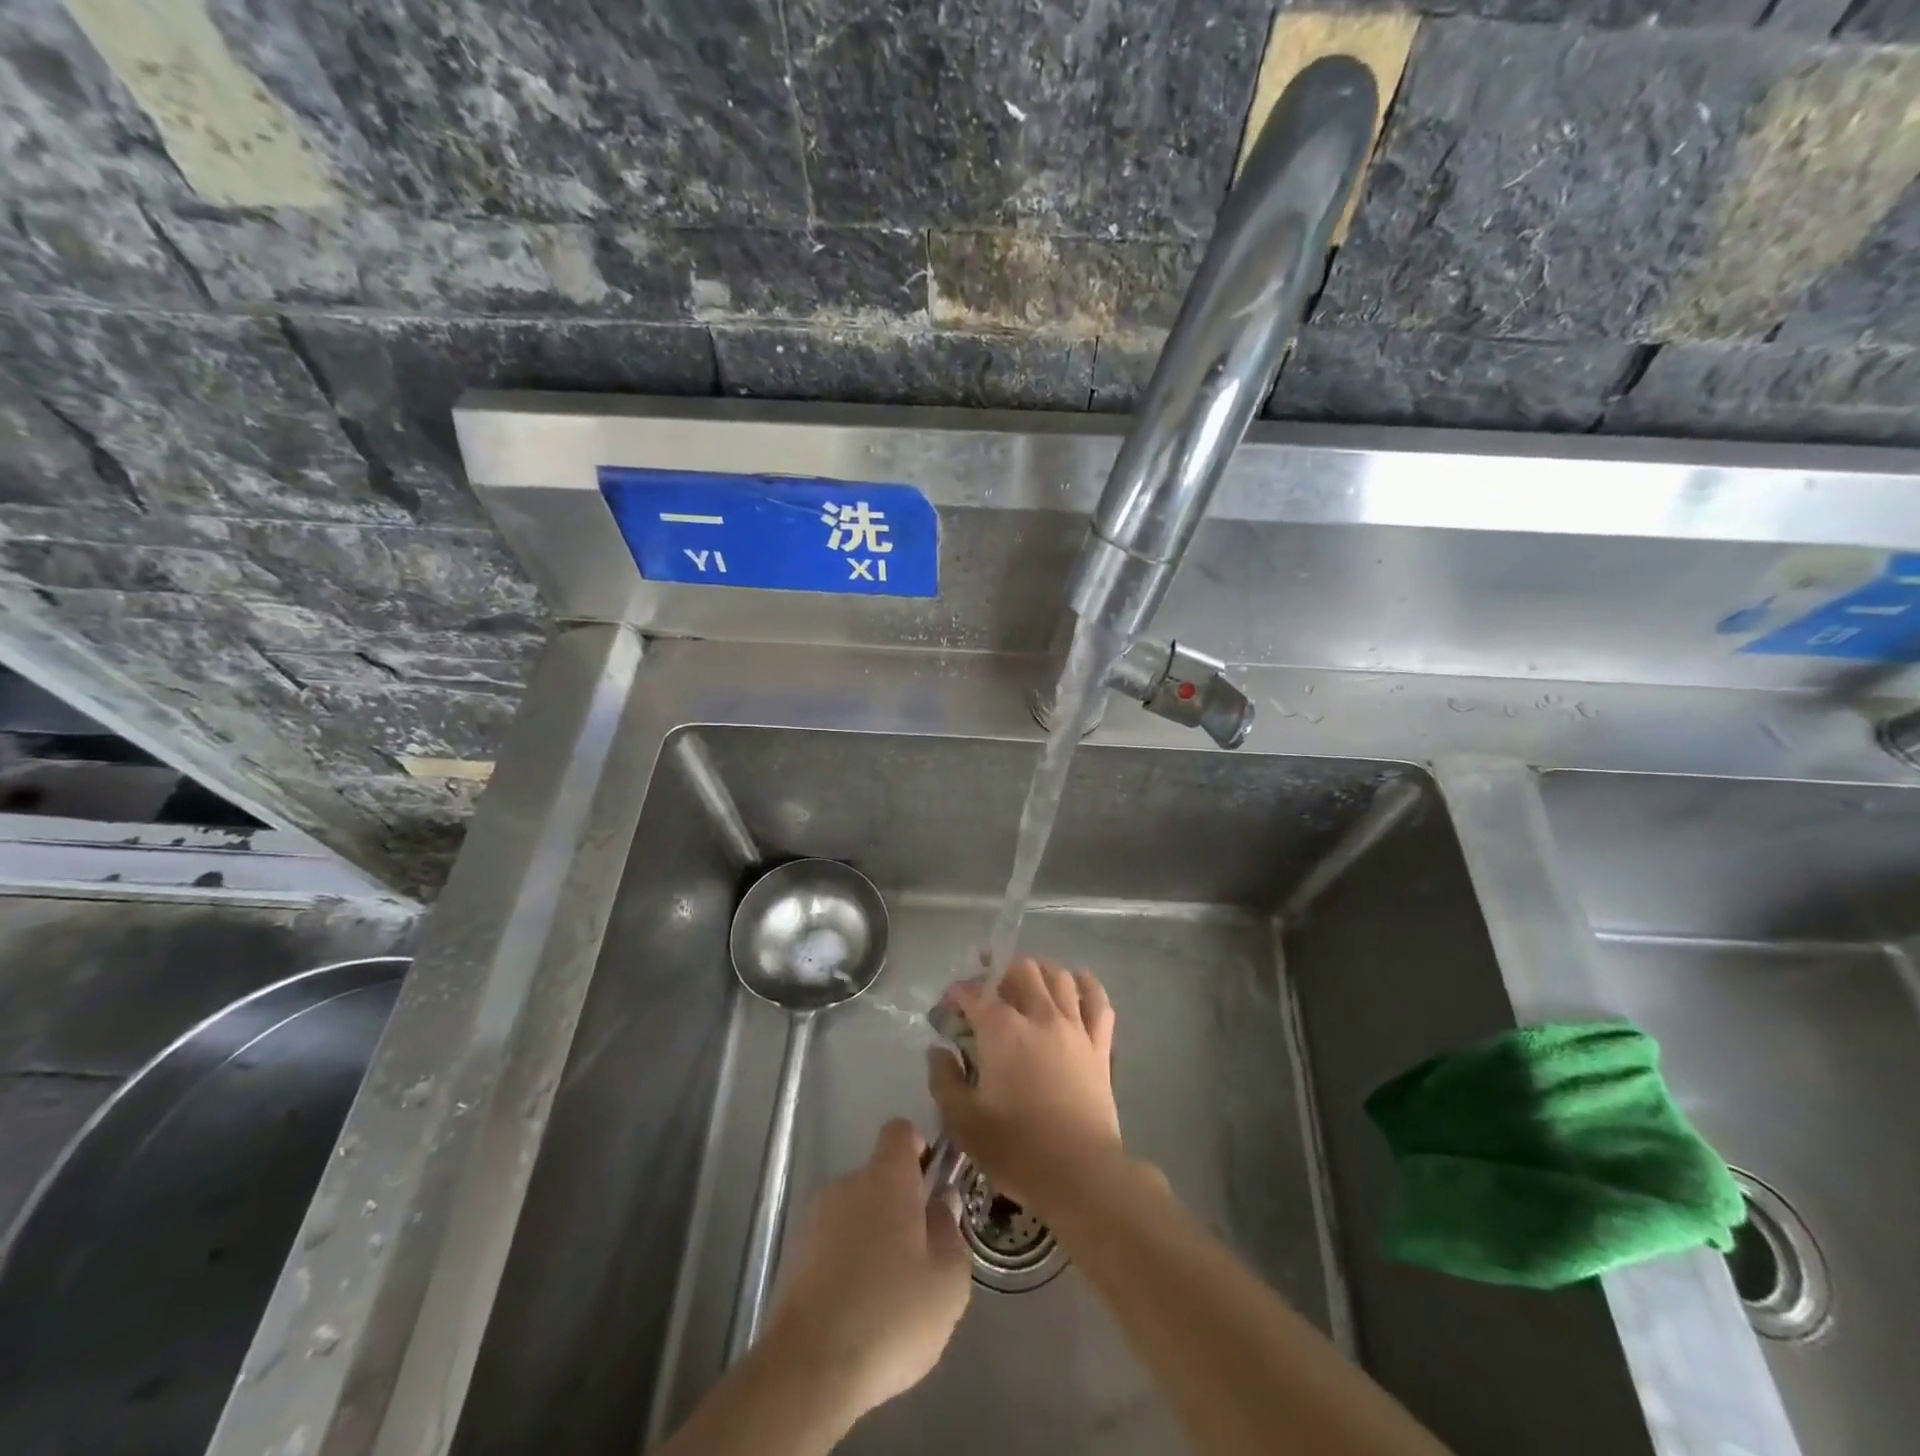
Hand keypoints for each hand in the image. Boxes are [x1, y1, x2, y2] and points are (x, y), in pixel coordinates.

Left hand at [760, 1118, 971, 1424]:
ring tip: (888, 1292)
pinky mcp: (794, 1256)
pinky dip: (847, 1263)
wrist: (809, 1367)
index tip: (931, 1182)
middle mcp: (847, 1183)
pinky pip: (832, 1244)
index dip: (919, 1148)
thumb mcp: (948, 1280)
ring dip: (872, 1236)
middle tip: (919, 1255)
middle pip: (879, 1177)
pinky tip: (857, 1311)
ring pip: (855, 1212)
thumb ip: (950, 1230)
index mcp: (887, 1177)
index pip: (900, 1131)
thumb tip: (942, 1201)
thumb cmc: (891, 1314)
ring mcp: (815, 1218)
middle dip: (900, 1206)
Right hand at [927, 958, 1122, 1218]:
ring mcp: (1074, 1027)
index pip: (976, 993)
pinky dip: (1087, 985)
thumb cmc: (1016, 1148)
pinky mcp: (1099, 1046)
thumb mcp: (962, 1121)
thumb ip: (944, 1079)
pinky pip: (1098, 1002)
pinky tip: (1076, 982)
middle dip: (999, 971)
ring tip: (1027, 979)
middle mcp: (1040, 1016)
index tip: (949, 1006)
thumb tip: (938, 1051)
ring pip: (1059, 977)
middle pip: (1021, 971)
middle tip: (986, 986)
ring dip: (1039, 970)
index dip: (959, 993)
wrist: (1080, 1173)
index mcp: (1003, 1030)